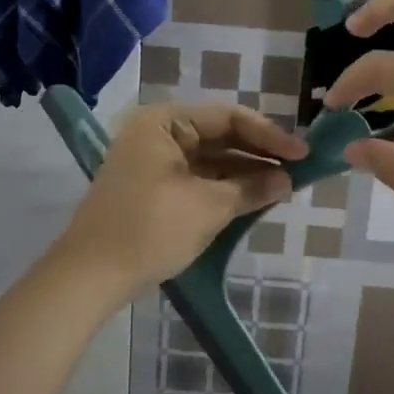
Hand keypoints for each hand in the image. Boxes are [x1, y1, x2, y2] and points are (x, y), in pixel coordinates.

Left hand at [62, 103, 306, 288]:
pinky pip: (197, 178)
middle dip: (258, 154)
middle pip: (220, 135)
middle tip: (298, 170)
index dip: (269, 136)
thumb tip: (287, 180)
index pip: (228, 117)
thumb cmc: (150, 229)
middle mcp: (157, 133)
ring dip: (244, 173)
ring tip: (283, 187)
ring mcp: (152, 162)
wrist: (90, 277)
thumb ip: (251, 187)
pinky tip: (254, 198)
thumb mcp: (207, 207)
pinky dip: (224, 188)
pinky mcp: (153, 189)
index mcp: (164, 122)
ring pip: (210, 159)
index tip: (303, 154)